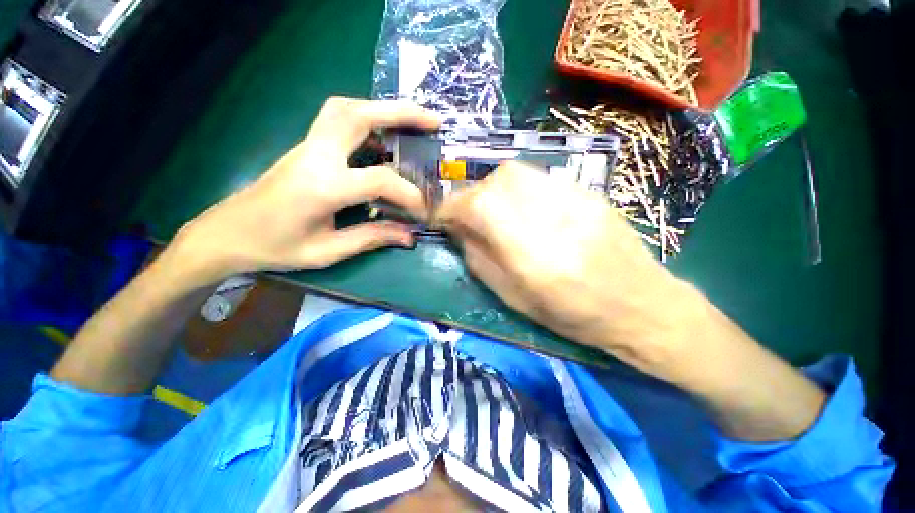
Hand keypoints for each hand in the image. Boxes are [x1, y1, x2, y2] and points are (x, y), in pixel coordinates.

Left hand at [170, 98, 439, 286]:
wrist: (227, 233)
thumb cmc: (275, 247)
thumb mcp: (327, 251)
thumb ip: (371, 239)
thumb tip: (409, 237)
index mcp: (321, 187)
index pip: (378, 180)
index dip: (408, 193)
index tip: (425, 209)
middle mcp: (315, 156)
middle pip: (359, 115)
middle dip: (401, 113)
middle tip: (434, 121)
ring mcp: (308, 146)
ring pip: (346, 108)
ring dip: (383, 109)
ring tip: (412, 121)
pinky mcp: (307, 147)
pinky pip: (338, 119)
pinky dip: (367, 118)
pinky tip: (384, 136)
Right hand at [435, 162, 705, 375]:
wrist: (641, 305)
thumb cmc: (574, 316)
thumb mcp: (515, 299)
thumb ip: (480, 260)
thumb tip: (457, 230)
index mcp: (534, 258)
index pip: (482, 208)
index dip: (453, 207)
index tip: (441, 216)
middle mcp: (555, 221)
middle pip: (498, 182)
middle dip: (472, 196)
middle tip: (468, 216)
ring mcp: (576, 201)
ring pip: (516, 173)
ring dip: (492, 189)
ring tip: (492, 211)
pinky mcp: (588, 193)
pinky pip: (538, 178)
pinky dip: (516, 188)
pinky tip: (520, 207)